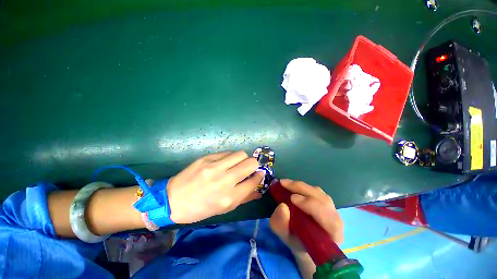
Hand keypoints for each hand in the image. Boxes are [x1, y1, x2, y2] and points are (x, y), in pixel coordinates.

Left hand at [167, 151, 263, 223]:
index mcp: (229, 197)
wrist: (173, 200)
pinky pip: (227, 152)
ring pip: (240, 154)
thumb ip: (244, 198)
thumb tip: (258, 191)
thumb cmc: (200, 209)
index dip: (259, 177)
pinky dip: (230, 157)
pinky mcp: (207, 158)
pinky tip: (226, 162)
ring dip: (243, 158)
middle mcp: (224, 180)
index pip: (254, 181)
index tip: (259, 174)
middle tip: (249, 168)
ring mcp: (215, 166)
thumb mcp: (224, 209)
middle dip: (254, 164)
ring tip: (237, 163)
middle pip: (250, 163)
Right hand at [269, 179, 343, 253]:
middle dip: (302, 189)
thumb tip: (282, 206)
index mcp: (333, 235)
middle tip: (284, 184)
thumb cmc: (298, 243)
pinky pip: (314, 190)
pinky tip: (291, 185)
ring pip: (319, 193)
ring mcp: (331, 208)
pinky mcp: (324, 201)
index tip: (291, 198)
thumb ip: (283, 226)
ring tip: (286, 183)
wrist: (306, 243)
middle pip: (323, 200)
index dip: (311, 205)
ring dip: (301, 186)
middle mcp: (336, 219)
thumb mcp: (287, 238)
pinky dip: (302, 186)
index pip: (328, 218)